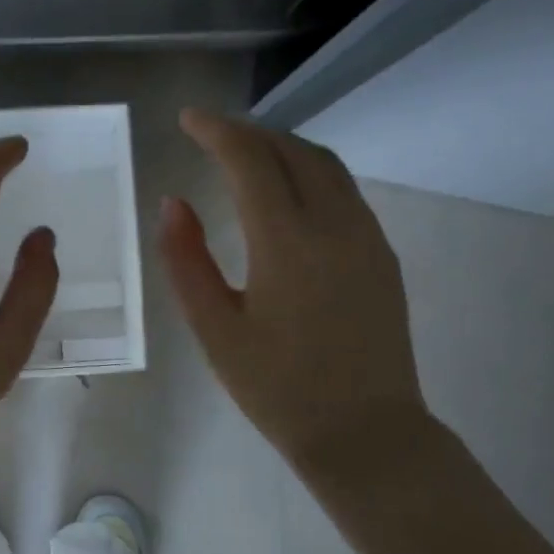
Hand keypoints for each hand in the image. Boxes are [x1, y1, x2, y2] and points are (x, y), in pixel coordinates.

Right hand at [160, 108, 426, 473]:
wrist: (365, 433)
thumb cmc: (277, 388)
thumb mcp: (214, 329)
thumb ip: (186, 260)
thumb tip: (172, 202)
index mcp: (287, 242)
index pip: (251, 160)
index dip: (216, 131)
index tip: (187, 119)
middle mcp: (335, 225)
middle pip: (293, 151)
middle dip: (249, 132)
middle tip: (210, 133)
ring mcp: (366, 237)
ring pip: (325, 165)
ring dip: (282, 147)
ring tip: (245, 152)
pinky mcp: (381, 255)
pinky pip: (344, 190)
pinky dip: (308, 171)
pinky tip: (286, 191)